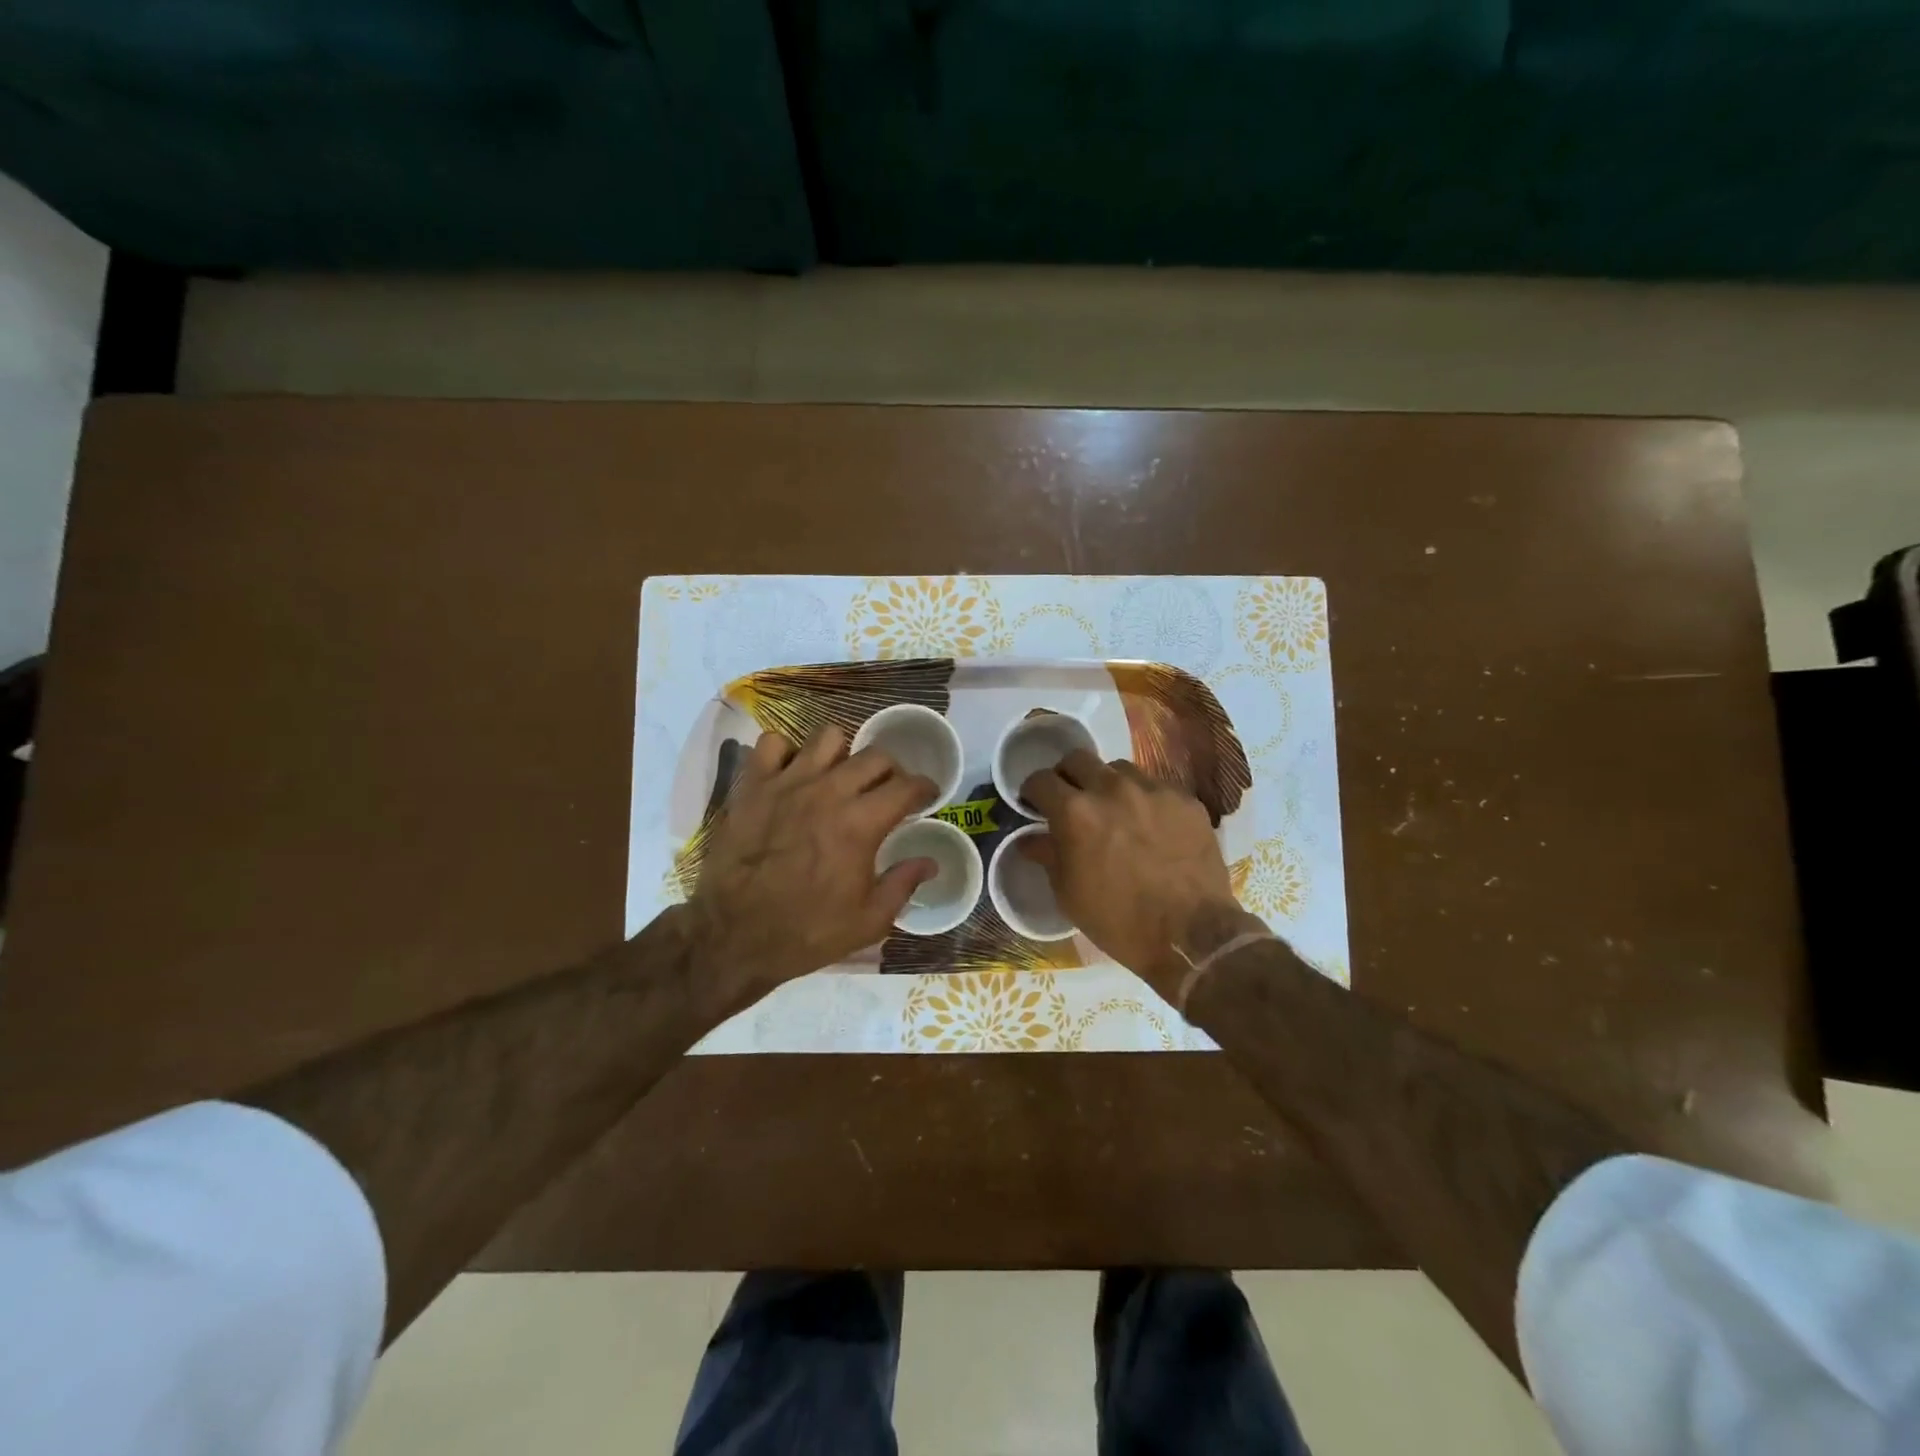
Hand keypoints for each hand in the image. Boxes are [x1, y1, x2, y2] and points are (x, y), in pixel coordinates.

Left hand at [689, 727, 937, 1005]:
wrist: (733, 936)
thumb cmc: (806, 932)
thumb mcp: (868, 921)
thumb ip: (903, 884)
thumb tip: (930, 861)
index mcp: (861, 823)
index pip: (907, 785)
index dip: (925, 787)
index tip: (926, 796)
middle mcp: (829, 791)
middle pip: (874, 756)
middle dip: (890, 771)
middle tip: (885, 791)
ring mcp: (787, 783)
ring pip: (828, 737)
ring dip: (842, 754)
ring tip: (838, 776)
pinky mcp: (753, 785)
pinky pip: (772, 743)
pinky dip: (786, 753)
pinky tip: (791, 775)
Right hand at [1020, 750, 1261, 997]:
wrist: (1192, 935)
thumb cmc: (1118, 920)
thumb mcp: (1069, 894)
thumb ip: (1047, 856)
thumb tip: (1029, 839)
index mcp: (1075, 812)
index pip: (1040, 780)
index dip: (1032, 791)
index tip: (1034, 804)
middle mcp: (1112, 788)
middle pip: (1078, 759)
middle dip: (1067, 776)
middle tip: (1071, 800)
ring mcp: (1153, 790)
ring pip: (1119, 769)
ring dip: (1107, 784)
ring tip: (1114, 811)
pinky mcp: (1185, 800)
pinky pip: (1155, 787)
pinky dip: (1144, 800)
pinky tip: (1150, 826)